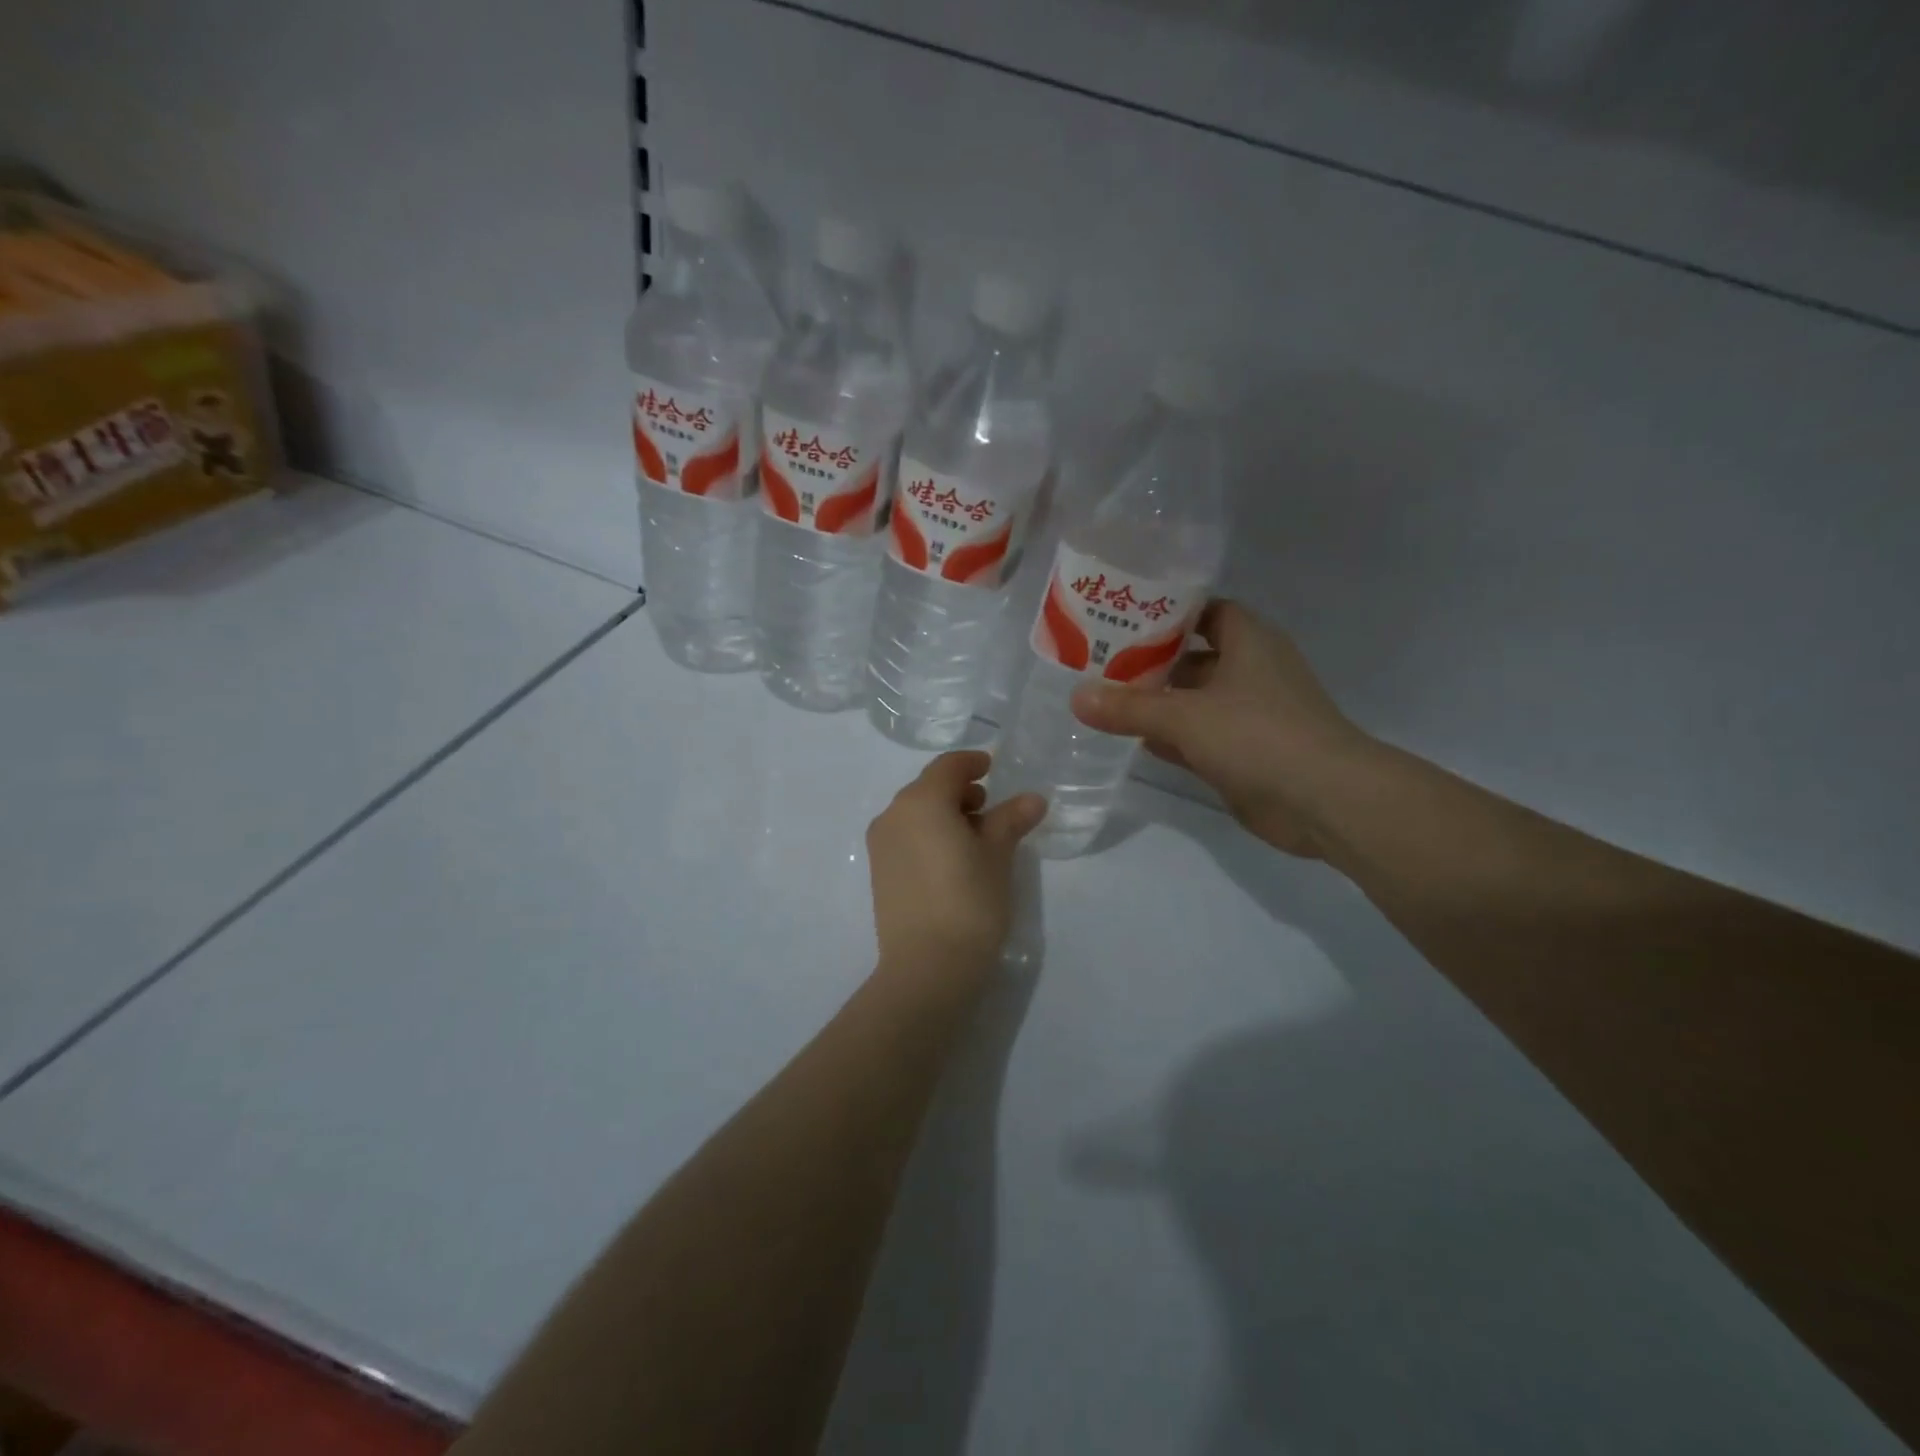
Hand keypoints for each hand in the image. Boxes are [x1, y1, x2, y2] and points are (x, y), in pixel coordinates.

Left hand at [866, 751, 1046, 987]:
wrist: (927, 967)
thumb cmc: (969, 901)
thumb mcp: (997, 856)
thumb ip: (1011, 820)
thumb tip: (1032, 799)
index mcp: (921, 801)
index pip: (948, 767)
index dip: (972, 763)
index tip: (991, 767)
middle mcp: (893, 815)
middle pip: (928, 788)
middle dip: (959, 791)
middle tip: (989, 808)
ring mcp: (880, 845)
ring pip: (915, 813)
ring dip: (944, 814)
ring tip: (975, 838)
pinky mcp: (878, 873)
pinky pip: (906, 837)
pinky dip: (928, 835)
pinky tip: (952, 860)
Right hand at [1070, 600, 1370, 856]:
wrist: (1324, 801)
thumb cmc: (1258, 735)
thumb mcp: (1185, 717)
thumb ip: (1129, 708)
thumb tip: (1076, 697)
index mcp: (1248, 641)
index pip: (1204, 611)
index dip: (1167, 611)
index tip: (1123, 615)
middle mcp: (1250, 671)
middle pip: (1192, 657)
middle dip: (1150, 659)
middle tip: (1098, 660)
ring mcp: (1249, 715)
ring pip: (1194, 700)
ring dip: (1157, 701)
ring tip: (1104, 697)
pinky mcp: (1245, 753)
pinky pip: (1199, 737)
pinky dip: (1170, 737)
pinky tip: (1132, 740)